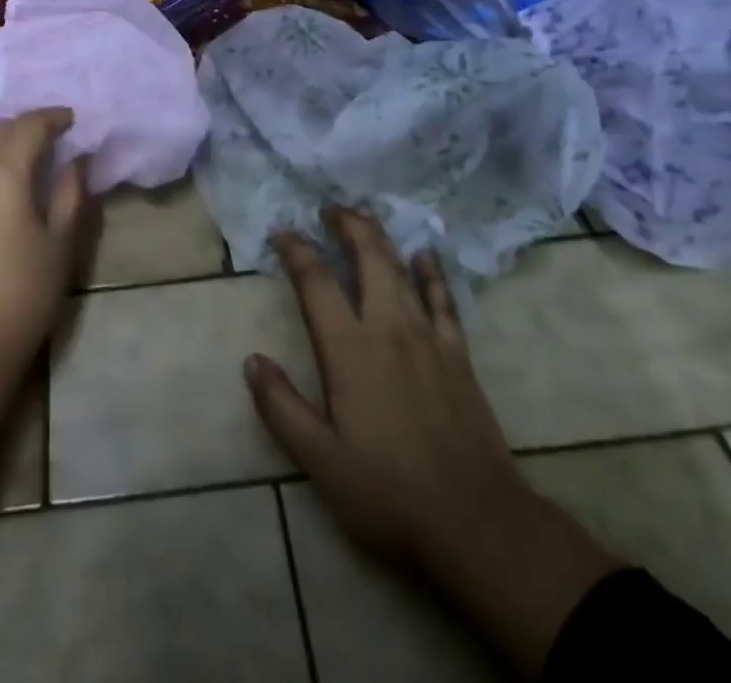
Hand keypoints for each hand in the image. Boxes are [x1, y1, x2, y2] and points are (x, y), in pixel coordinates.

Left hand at [0, 108, 90, 371]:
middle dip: (24, 126)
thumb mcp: (61, 245)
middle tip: (48, 134)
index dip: (52, 117)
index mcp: (4, 172)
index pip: (29, 126)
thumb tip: (76, 159)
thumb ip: (70, 194)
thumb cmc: (22, 294)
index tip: (71, 119)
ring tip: (11, 152)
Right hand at [245, 207, 523, 570]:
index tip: (282, 230)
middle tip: (330, 207)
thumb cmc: (390, 493)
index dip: (296, 250)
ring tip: (366, 214)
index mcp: (350, 350)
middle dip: (347, 226)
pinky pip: (443, 300)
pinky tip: (426, 255)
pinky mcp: (458, 355)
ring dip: (381, 237)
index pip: (317, 282)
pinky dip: (432, 273)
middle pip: (368, 258)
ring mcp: (428, 338)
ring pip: (402, 270)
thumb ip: (282, 407)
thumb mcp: (321, 461)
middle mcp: (388, 329)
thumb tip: (252, 360)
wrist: (477, 523)